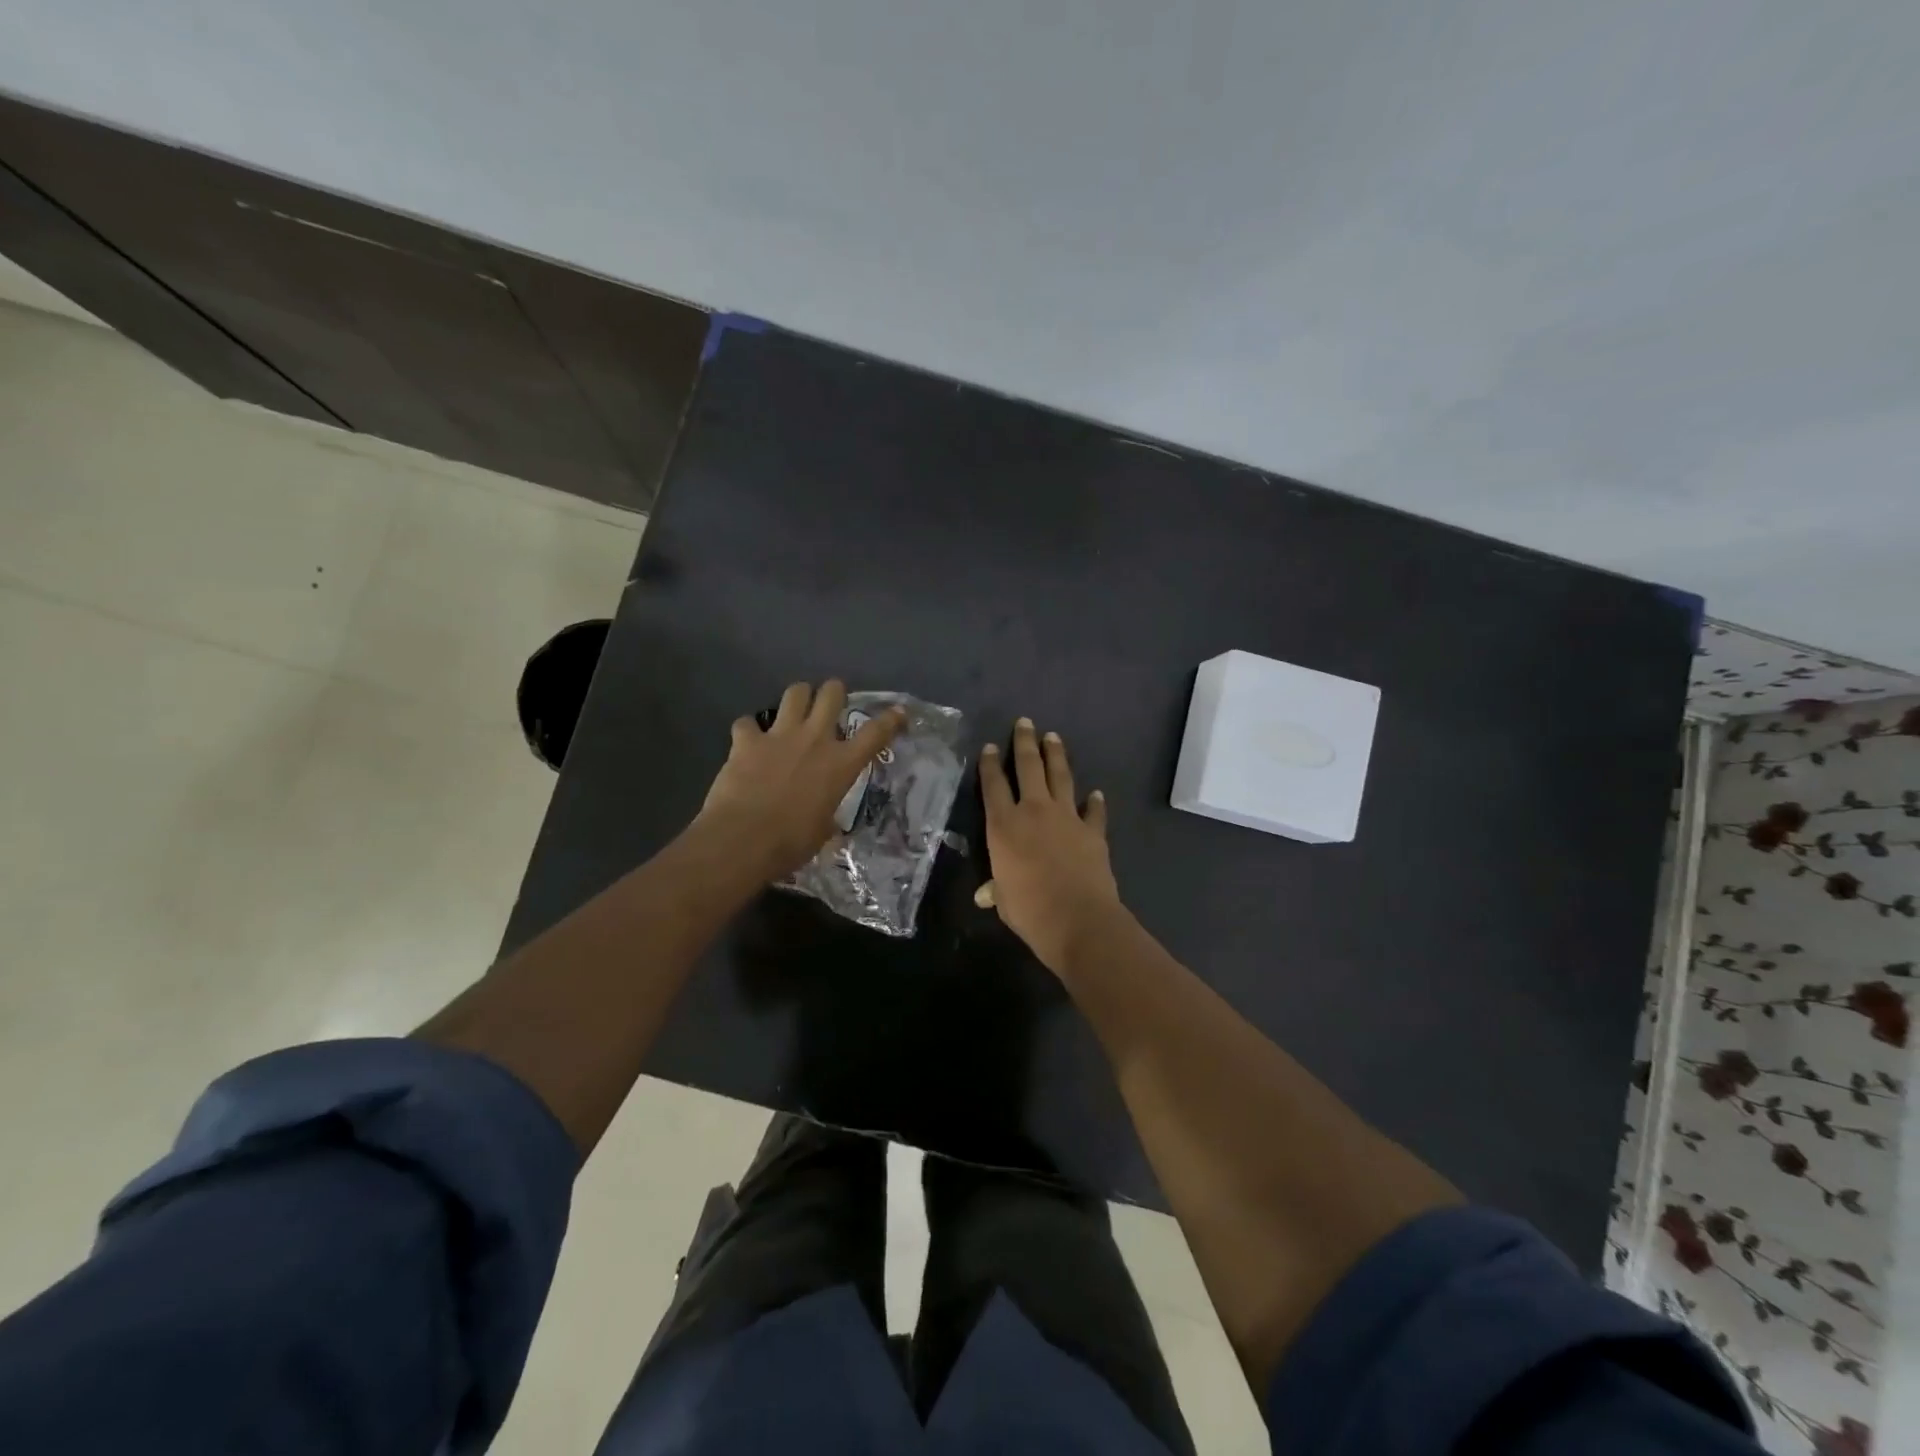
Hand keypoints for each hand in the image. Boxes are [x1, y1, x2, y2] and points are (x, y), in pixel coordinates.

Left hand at [694, 681, 904, 881]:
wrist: (743, 839)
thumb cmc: (791, 843)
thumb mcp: (822, 832)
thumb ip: (826, 816)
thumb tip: (825, 821)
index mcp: (841, 764)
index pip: (876, 733)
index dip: (891, 719)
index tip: (899, 712)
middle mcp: (815, 739)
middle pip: (832, 694)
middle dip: (834, 692)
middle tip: (831, 703)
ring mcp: (780, 735)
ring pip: (795, 692)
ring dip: (798, 698)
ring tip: (795, 709)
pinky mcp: (747, 740)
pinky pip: (747, 722)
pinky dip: (748, 730)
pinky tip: (747, 740)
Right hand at [979, 718, 1122, 974]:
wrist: (1079, 920)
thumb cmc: (1030, 911)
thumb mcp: (1004, 900)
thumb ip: (996, 889)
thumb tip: (986, 894)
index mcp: (1004, 826)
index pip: (993, 786)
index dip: (990, 765)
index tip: (991, 746)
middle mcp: (1034, 811)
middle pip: (1028, 767)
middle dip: (1025, 743)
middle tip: (1025, 722)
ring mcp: (1067, 818)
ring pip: (1060, 777)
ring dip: (1056, 755)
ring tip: (1053, 737)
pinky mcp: (1093, 831)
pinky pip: (1094, 811)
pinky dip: (1095, 801)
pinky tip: (1096, 792)